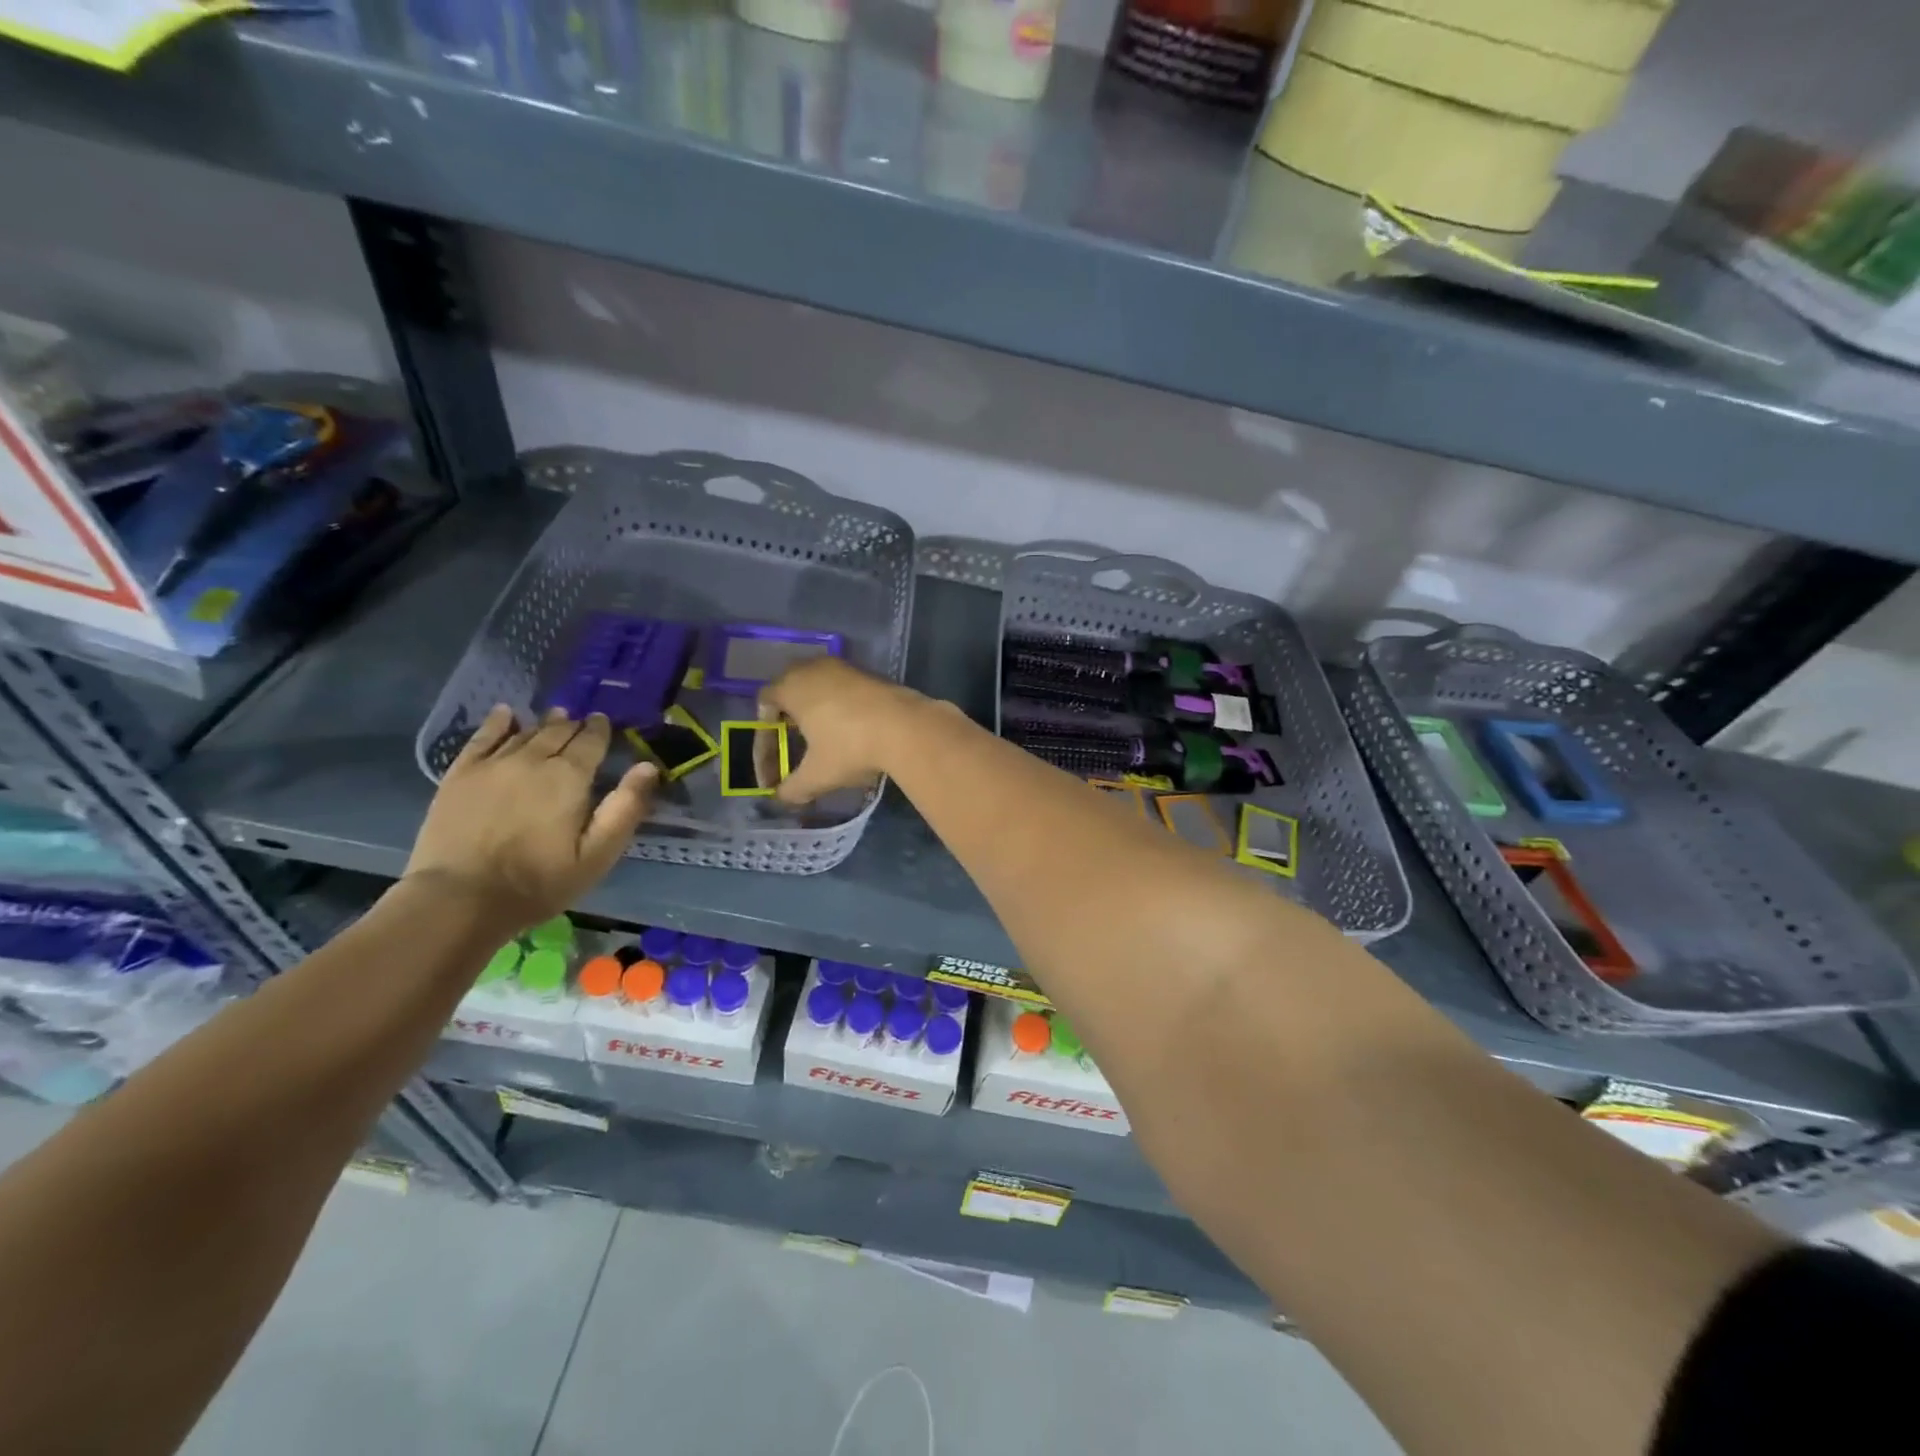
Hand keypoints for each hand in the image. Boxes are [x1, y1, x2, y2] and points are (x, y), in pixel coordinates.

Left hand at [405, 706, 657, 929]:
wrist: (459, 899)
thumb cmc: (538, 882)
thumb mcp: (597, 855)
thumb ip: (625, 809)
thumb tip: (649, 767)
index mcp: (569, 778)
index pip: (590, 742)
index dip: (600, 730)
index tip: (605, 722)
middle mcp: (532, 760)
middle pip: (558, 732)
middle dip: (573, 725)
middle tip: (582, 721)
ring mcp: (492, 765)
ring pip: (525, 733)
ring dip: (544, 724)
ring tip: (555, 717)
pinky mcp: (459, 775)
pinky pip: (482, 738)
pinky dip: (497, 722)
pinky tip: (505, 713)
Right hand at [758, 657, 923, 804]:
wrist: (907, 727)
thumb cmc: (851, 748)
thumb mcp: (817, 775)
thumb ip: (793, 788)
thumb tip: (781, 798)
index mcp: (792, 686)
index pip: (765, 702)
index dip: (764, 735)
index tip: (773, 762)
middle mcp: (814, 668)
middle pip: (790, 688)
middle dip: (788, 718)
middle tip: (793, 745)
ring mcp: (844, 667)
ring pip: (819, 685)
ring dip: (815, 710)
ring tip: (821, 739)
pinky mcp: (870, 673)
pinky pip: (843, 687)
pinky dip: (839, 706)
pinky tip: (849, 730)